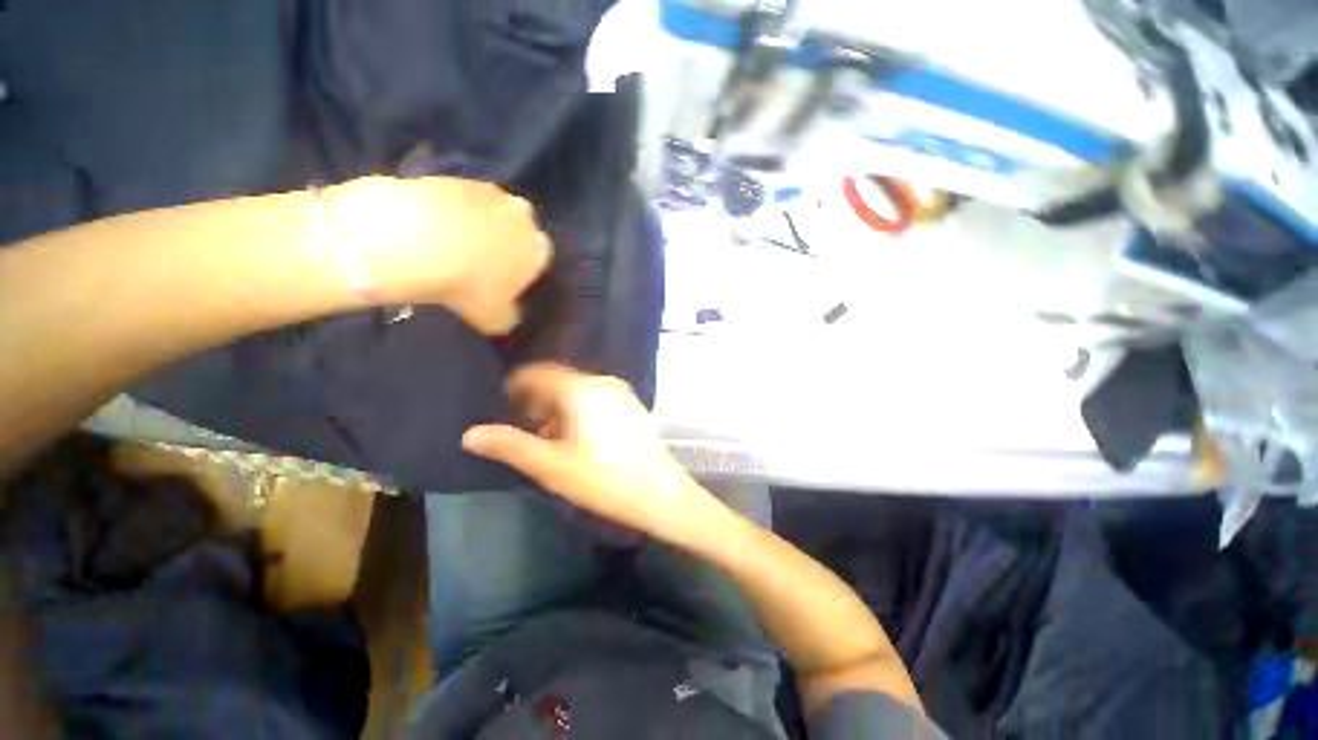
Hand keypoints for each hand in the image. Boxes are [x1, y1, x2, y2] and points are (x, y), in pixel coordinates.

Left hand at [324, 176, 550, 334]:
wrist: (417, 241)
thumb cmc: (469, 285)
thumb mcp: (495, 318)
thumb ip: (509, 316)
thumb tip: (508, 315)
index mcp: (537, 247)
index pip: (541, 255)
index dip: (523, 267)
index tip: (504, 280)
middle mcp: (520, 215)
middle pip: (516, 227)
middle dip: (503, 240)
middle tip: (478, 262)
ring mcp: (484, 192)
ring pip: (486, 210)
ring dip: (474, 224)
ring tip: (447, 247)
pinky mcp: (449, 178)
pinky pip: (453, 199)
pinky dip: (445, 212)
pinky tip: (426, 230)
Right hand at [461, 363, 735, 546]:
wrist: (660, 493)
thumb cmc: (603, 479)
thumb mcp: (551, 466)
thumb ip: (510, 446)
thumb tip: (471, 434)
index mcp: (581, 389)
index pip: (540, 373)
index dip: (519, 385)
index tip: (505, 402)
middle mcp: (603, 383)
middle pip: (561, 382)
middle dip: (540, 402)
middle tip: (528, 429)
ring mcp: (622, 394)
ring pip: (580, 392)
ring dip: (561, 410)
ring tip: (553, 441)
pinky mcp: (634, 407)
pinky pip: (598, 400)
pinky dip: (582, 411)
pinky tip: (582, 440)